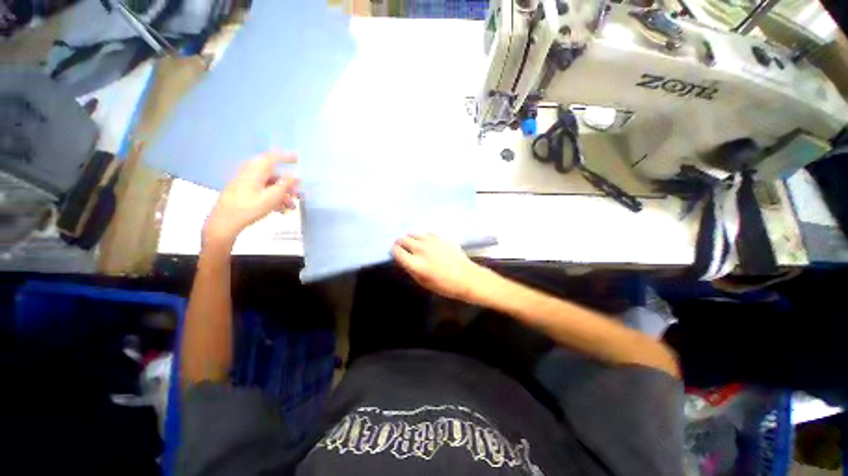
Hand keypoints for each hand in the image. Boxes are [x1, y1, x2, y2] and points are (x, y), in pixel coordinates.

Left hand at [204, 152, 298, 246]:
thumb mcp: (273, 196)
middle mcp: (250, 173)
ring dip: (282, 194)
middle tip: (297, 194)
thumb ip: (286, 184)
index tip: (297, 158)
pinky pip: (263, 191)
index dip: (286, 157)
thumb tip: (295, 177)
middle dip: (287, 185)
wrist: (225, 221)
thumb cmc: (249, 207)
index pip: (273, 157)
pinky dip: (273, 198)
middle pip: (273, 175)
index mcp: (256, 170)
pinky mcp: (243, 192)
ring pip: (269, 185)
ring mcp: (245, 183)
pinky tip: (279, 209)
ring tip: (289, 206)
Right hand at [392, 233, 488, 301]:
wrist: (466, 277)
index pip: (397, 251)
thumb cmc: (444, 285)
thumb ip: (410, 269)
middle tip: (402, 247)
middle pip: (403, 240)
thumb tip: (402, 259)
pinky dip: (422, 236)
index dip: (394, 251)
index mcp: (416, 264)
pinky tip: (425, 241)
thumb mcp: (423, 282)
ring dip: (410, 237)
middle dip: (400, 243)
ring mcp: (431, 241)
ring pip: (413, 233)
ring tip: (413, 243)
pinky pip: (425, 232)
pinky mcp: (440, 237)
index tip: (395, 252)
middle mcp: (421, 249)